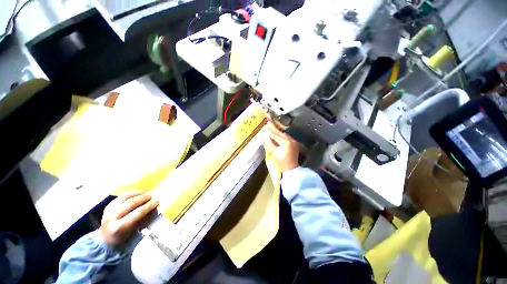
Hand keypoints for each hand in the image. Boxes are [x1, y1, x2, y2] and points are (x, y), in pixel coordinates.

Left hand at [98, 192, 158, 246]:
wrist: (105, 241)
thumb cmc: (124, 238)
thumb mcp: (134, 232)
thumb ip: (143, 220)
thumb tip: (154, 208)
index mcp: (119, 226)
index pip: (137, 212)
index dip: (149, 206)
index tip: (158, 201)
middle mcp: (112, 217)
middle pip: (131, 202)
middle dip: (144, 197)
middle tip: (154, 194)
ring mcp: (109, 210)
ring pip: (125, 196)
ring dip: (138, 193)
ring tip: (147, 192)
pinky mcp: (108, 206)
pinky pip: (121, 196)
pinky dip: (131, 193)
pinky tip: (138, 193)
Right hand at [263, 121, 299, 172]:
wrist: (290, 171)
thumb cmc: (280, 163)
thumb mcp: (273, 153)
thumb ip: (269, 144)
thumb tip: (265, 136)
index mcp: (285, 142)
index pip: (276, 134)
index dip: (270, 130)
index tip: (265, 125)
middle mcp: (291, 141)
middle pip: (281, 133)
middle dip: (274, 128)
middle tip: (269, 122)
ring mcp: (294, 143)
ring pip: (284, 135)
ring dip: (278, 132)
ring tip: (272, 127)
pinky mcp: (294, 145)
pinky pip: (287, 138)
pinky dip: (282, 136)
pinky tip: (278, 134)